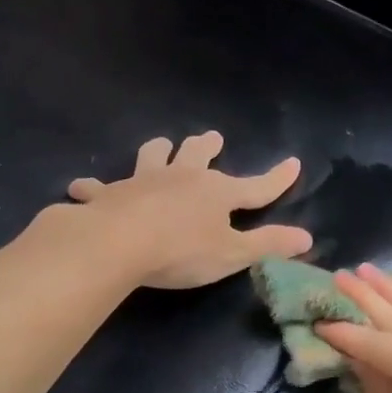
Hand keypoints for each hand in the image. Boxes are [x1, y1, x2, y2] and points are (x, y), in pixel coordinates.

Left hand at [66, 132, 314, 288]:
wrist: (118, 244)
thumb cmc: (181, 251)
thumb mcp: (233, 254)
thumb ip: (269, 245)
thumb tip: (307, 238)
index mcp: (217, 192)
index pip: (256, 186)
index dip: (277, 179)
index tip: (294, 163)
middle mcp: (182, 177)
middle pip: (197, 155)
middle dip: (207, 146)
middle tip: (212, 138)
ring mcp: (143, 181)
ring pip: (153, 156)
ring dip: (159, 151)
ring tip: (162, 146)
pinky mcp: (110, 194)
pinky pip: (100, 187)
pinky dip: (94, 187)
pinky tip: (83, 187)